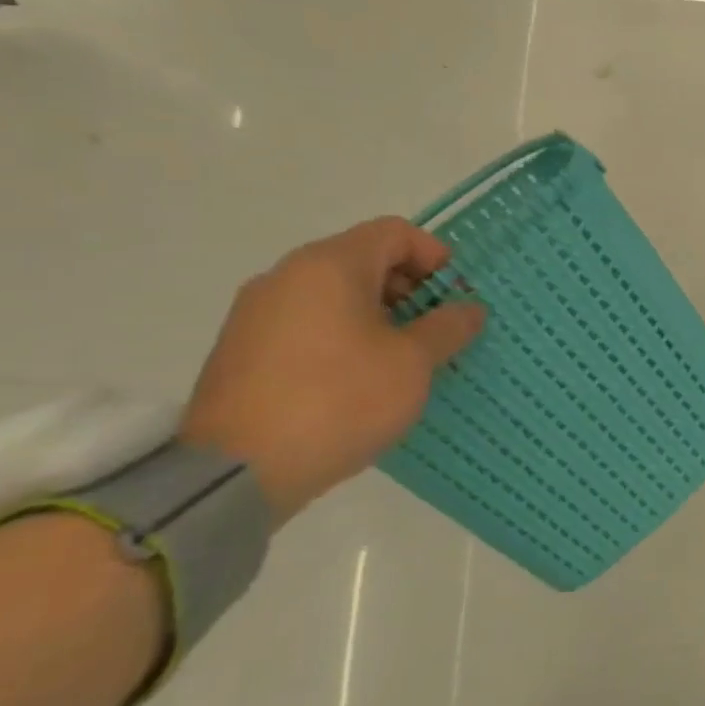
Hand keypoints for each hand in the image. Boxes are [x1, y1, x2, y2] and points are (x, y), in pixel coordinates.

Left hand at [180, 217, 485, 523]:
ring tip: (403, 359)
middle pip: (363, 260)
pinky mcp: (242, 351)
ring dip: (379, 315)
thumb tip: (469, 308)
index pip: (395, 233)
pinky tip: (360, 379)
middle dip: (410, 289)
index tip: (456, 296)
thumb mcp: (413, 363)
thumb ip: (448, 327)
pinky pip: (308, 324)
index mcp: (330, 265)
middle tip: (437, 330)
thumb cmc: (339, 399)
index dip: (435, 256)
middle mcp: (287, 276)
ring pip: (335, 295)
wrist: (235, 472)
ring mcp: (257, 313)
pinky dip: (344, 336)